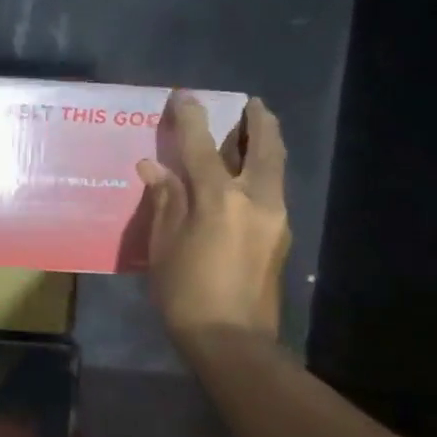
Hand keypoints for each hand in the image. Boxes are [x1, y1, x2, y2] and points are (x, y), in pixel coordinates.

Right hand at [136, 94, 291, 340]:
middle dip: (258, 121)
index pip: (202, 147)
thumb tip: (155, 168)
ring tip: (256, 130)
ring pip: (275, 168)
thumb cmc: (186, 293)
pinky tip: (248, 179)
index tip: (183, 96)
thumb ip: (165, 201)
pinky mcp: (281, 237)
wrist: (232, 340)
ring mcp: (276, 218)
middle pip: (263, 148)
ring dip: (266, 145)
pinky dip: (263, 173)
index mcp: (219, 199)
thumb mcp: (164, 246)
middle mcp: (256, 199)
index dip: (191, 119)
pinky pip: (273, 191)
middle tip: (251, 103)